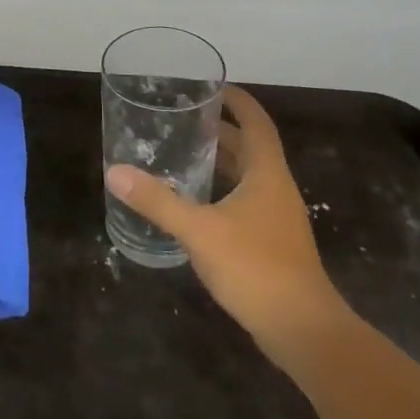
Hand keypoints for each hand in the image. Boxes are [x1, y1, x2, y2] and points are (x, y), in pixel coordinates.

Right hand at [105, 84, 352, 363]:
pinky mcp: (273, 243)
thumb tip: (115, 172)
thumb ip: (158, 201)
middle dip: (222, 130)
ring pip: (249, 176)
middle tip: (185, 119)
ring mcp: (278, 218)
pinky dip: (223, 190)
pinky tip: (197, 204)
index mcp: (267, 174)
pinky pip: (247, 201)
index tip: (213, 86)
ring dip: (222, 161)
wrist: (304, 331)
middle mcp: (276, 189)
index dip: (239, 102)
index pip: (256, 123)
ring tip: (185, 153)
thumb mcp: (199, 230)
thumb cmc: (255, 267)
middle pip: (251, 148)